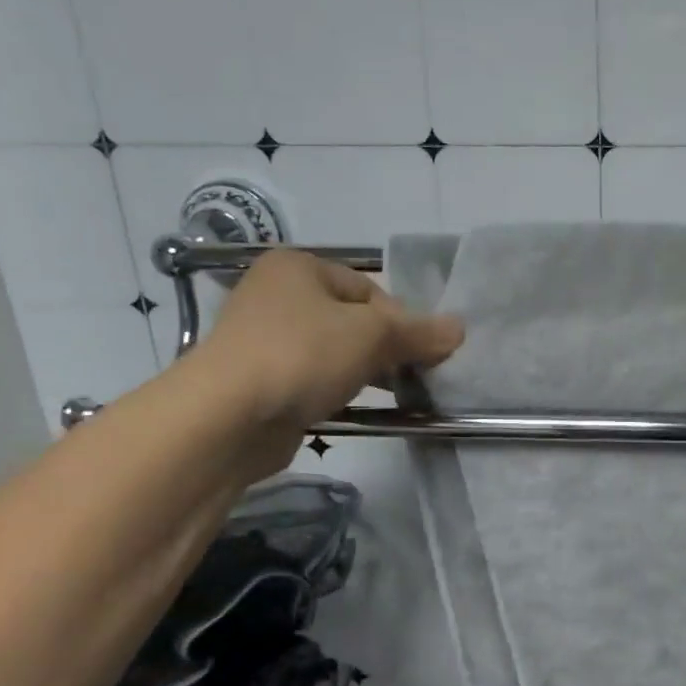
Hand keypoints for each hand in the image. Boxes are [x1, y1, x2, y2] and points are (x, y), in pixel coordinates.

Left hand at [189, 251, 463, 465]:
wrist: (226, 418)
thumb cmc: (302, 355)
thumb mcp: (372, 335)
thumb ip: (419, 332)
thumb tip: (460, 329)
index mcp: (299, 267)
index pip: (370, 289)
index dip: (402, 319)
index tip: (420, 351)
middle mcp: (277, 295)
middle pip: (354, 319)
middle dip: (387, 347)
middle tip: (413, 374)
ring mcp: (265, 340)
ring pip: (335, 351)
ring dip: (367, 370)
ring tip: (395, 393)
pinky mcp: (262, 381)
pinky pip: (315, 378)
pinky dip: (339, 389)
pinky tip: (359, 408)